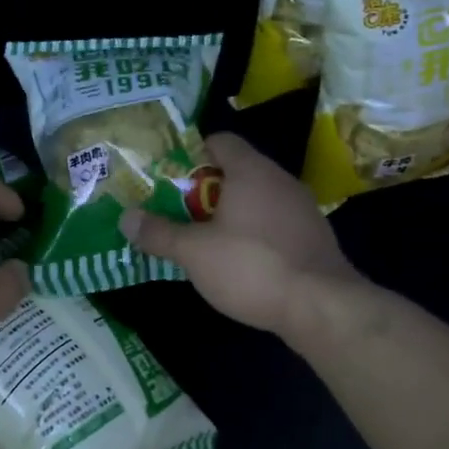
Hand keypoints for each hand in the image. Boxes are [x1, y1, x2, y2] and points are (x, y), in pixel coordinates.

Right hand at [119, 132, 360, 337]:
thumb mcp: (194, 252)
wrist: (323, 307)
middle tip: (177, 213)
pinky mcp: (314, 237)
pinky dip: (254, 233)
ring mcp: (302, 209)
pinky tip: (240, 262)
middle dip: (204, 190)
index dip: (191, 154)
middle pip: (236, 171)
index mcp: (251, 171)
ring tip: (203, 240)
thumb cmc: (252, 267)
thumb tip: (125, 217)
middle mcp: (280, 180)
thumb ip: (159, 233)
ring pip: (256, 199)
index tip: (169, 179)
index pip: (219, 141)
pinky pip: (275, 223)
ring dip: (230, 214)